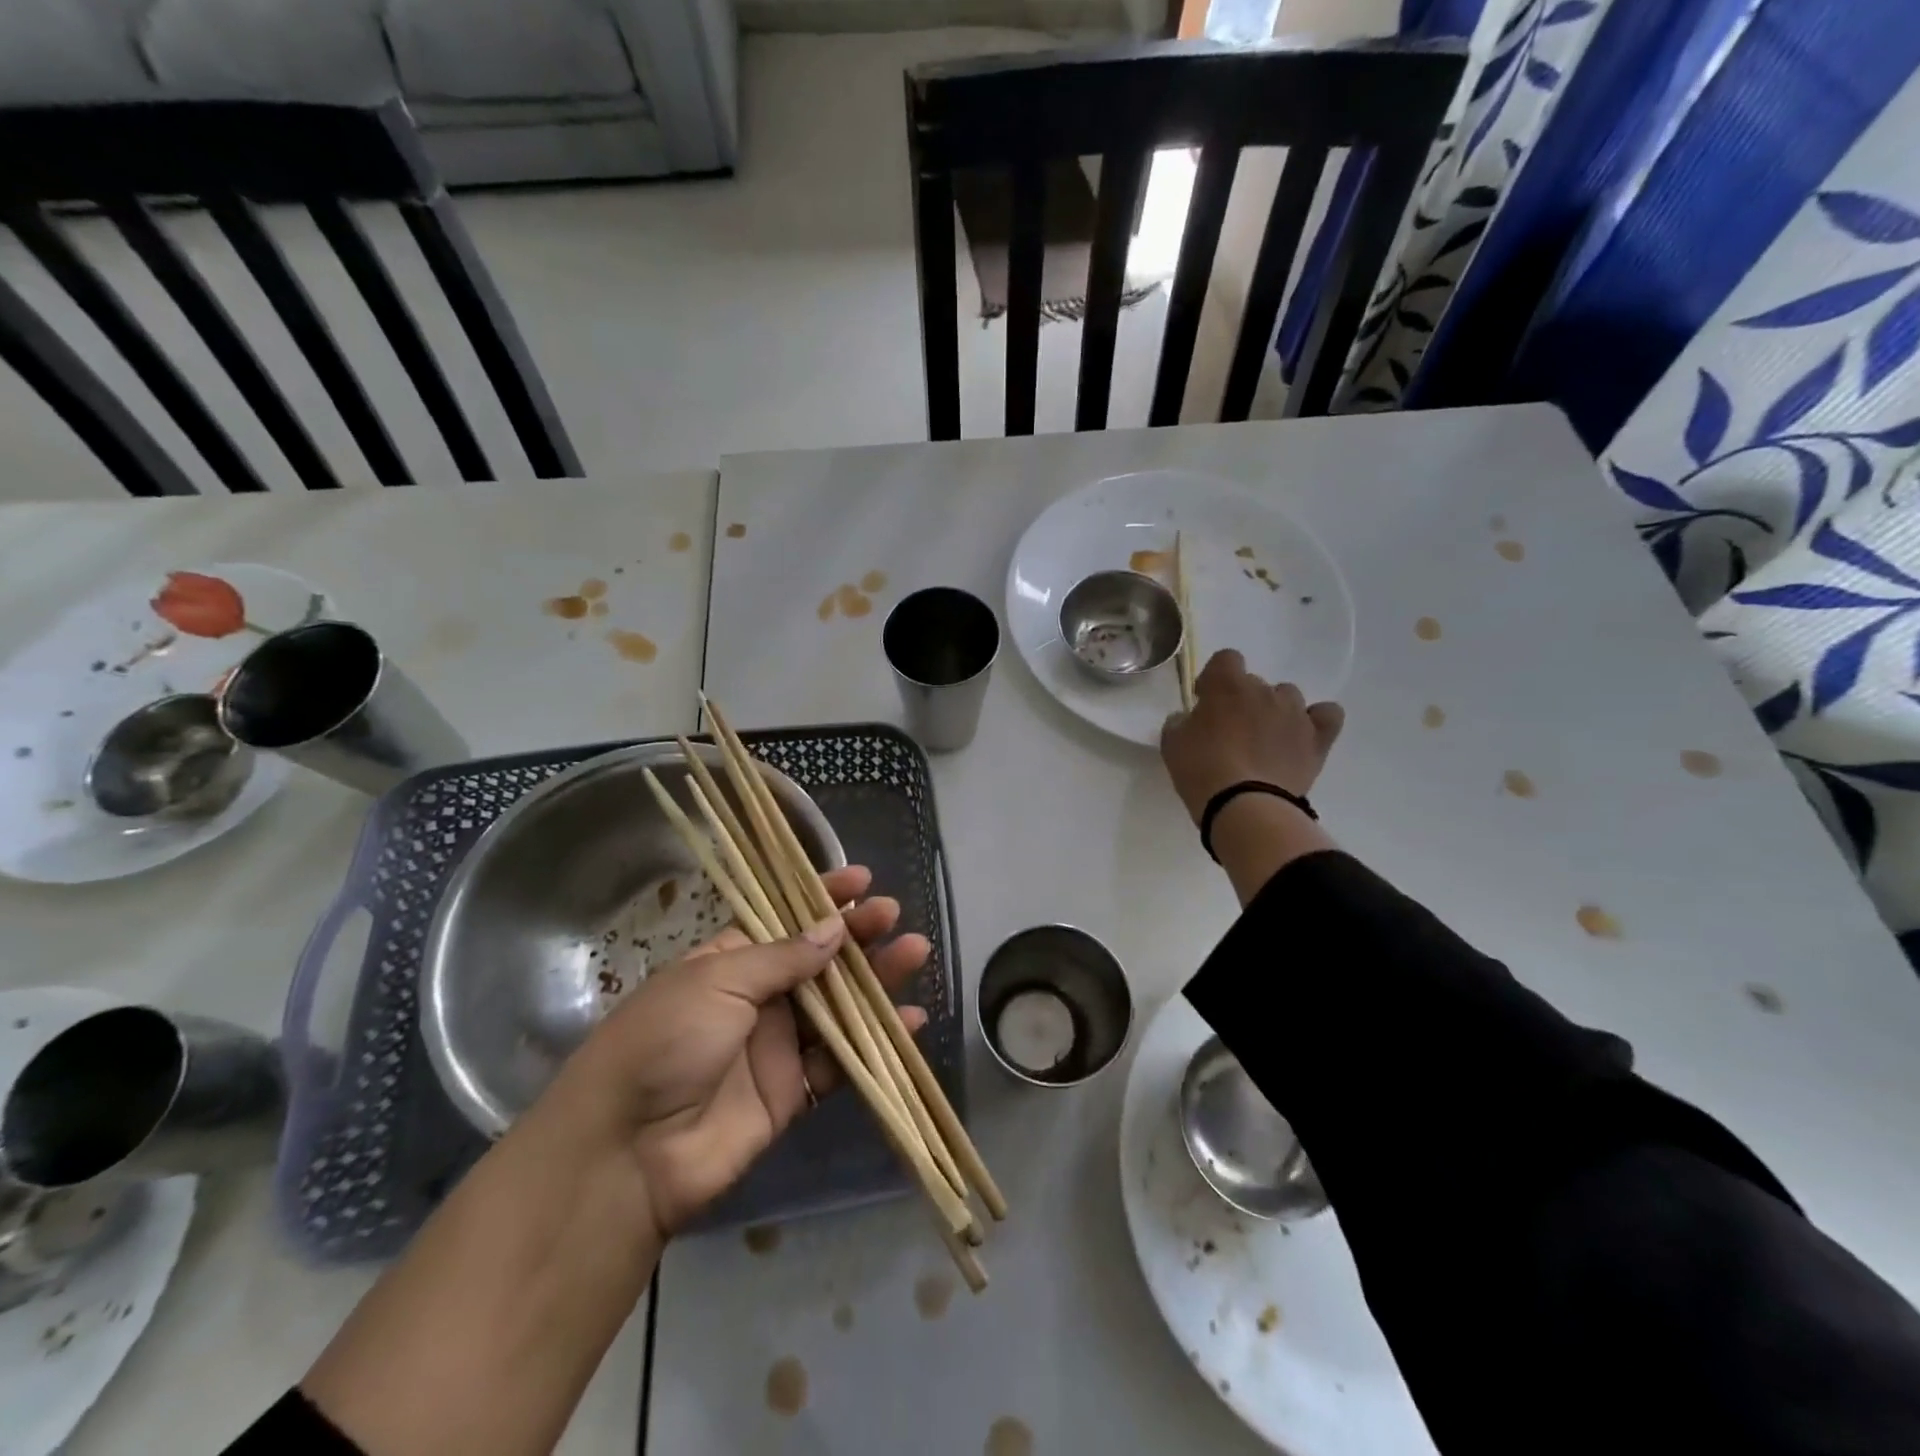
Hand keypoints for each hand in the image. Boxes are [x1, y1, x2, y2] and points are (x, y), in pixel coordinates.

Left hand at [559, 864, 929, 1240]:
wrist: (628, 1153)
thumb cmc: (666, 1042)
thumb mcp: (717, 982)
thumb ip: (782, 958)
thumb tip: (833, 929)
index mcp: (729, 961)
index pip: (783, 919)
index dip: (821, 899)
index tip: (861, 881)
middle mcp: (756, 998)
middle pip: (818, 960)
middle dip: (857, 936)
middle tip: (893, 916)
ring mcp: (776, 1045)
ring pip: (838, 1006)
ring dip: (877, 982)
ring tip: (915, 953)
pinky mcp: (792, 1092)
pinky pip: (842, 1060)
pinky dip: (877, 1041)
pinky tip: (911, 1020)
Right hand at [1161, 649, 1344, 823]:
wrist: (1244, 805)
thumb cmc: (1201, 769)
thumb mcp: (1172, 743)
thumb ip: (1180, 722)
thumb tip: (1188, 718)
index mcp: (1227, 685)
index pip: (1226, 659)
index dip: (1214, 679)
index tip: (1205, 702)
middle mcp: (1265, 691)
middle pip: (1254, 683)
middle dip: (1242, 702)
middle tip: (1230, 732)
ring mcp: (1295, 713)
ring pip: (1287, 697)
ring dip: (1275, 711)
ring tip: (1264, 741)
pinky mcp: (1317, 739)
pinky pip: (1327, 715)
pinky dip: (1316, 720)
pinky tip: (1303, 736)